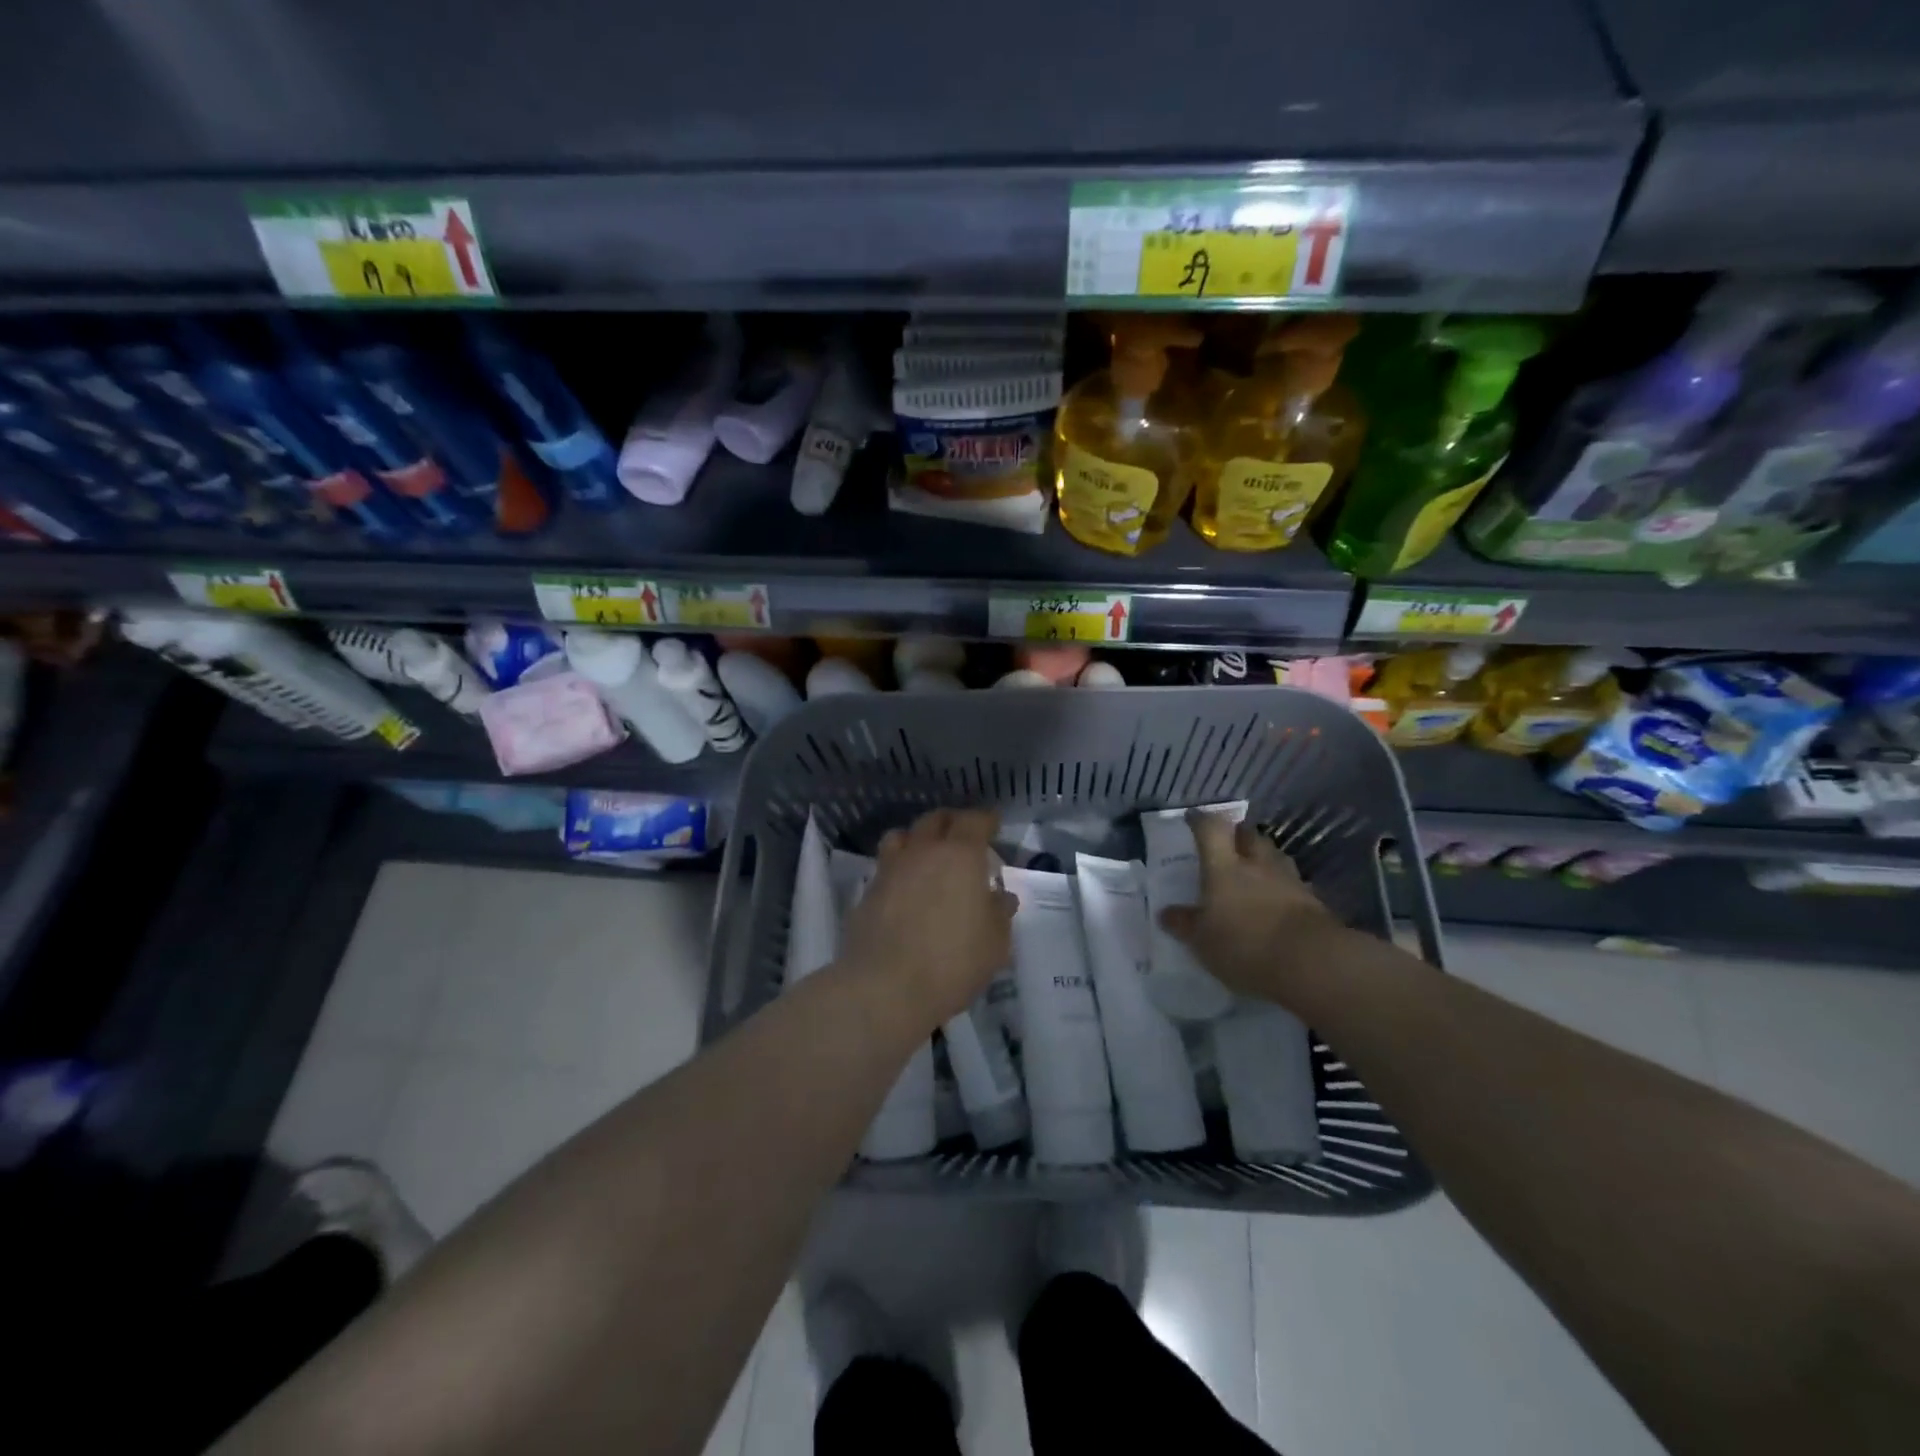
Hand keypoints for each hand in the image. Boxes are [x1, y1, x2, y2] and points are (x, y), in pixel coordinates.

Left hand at [838, 809, 1017, 1027]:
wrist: (885, 987)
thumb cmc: (953, 962)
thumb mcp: (995, 943)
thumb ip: (999, 913)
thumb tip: (1001, 897)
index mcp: (960, 855)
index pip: (974, 820)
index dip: (986, 819)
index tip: (993, 824)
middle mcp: (923, 851)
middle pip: (935, 819)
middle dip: (952, 821)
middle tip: (963, 835)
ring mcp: (891, 869)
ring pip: (902, 835)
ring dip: (918, 837)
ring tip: (927, 854)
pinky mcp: (868, 891)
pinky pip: (886, 865)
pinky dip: (899, 867)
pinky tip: (906, 887)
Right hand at [1156, 808, 1340, 998]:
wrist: (1312, 962)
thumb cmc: (1244, 944)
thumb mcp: (1202, 941)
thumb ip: (1184, 924)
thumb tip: (1165, 913)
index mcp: (1223, 867)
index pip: (1211, 829)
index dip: (1201, 820)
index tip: (1193, 818)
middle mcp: (1256, 864)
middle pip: (1248, 835)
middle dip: (1237, 834)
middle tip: (1227, 843)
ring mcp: (1288, 880)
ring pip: (1273, 855)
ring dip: (1262, 857)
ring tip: (1253, 869)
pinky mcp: (1313, 901)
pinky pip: (1293, 882)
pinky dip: (1282, 885)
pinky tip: (1278, 899)